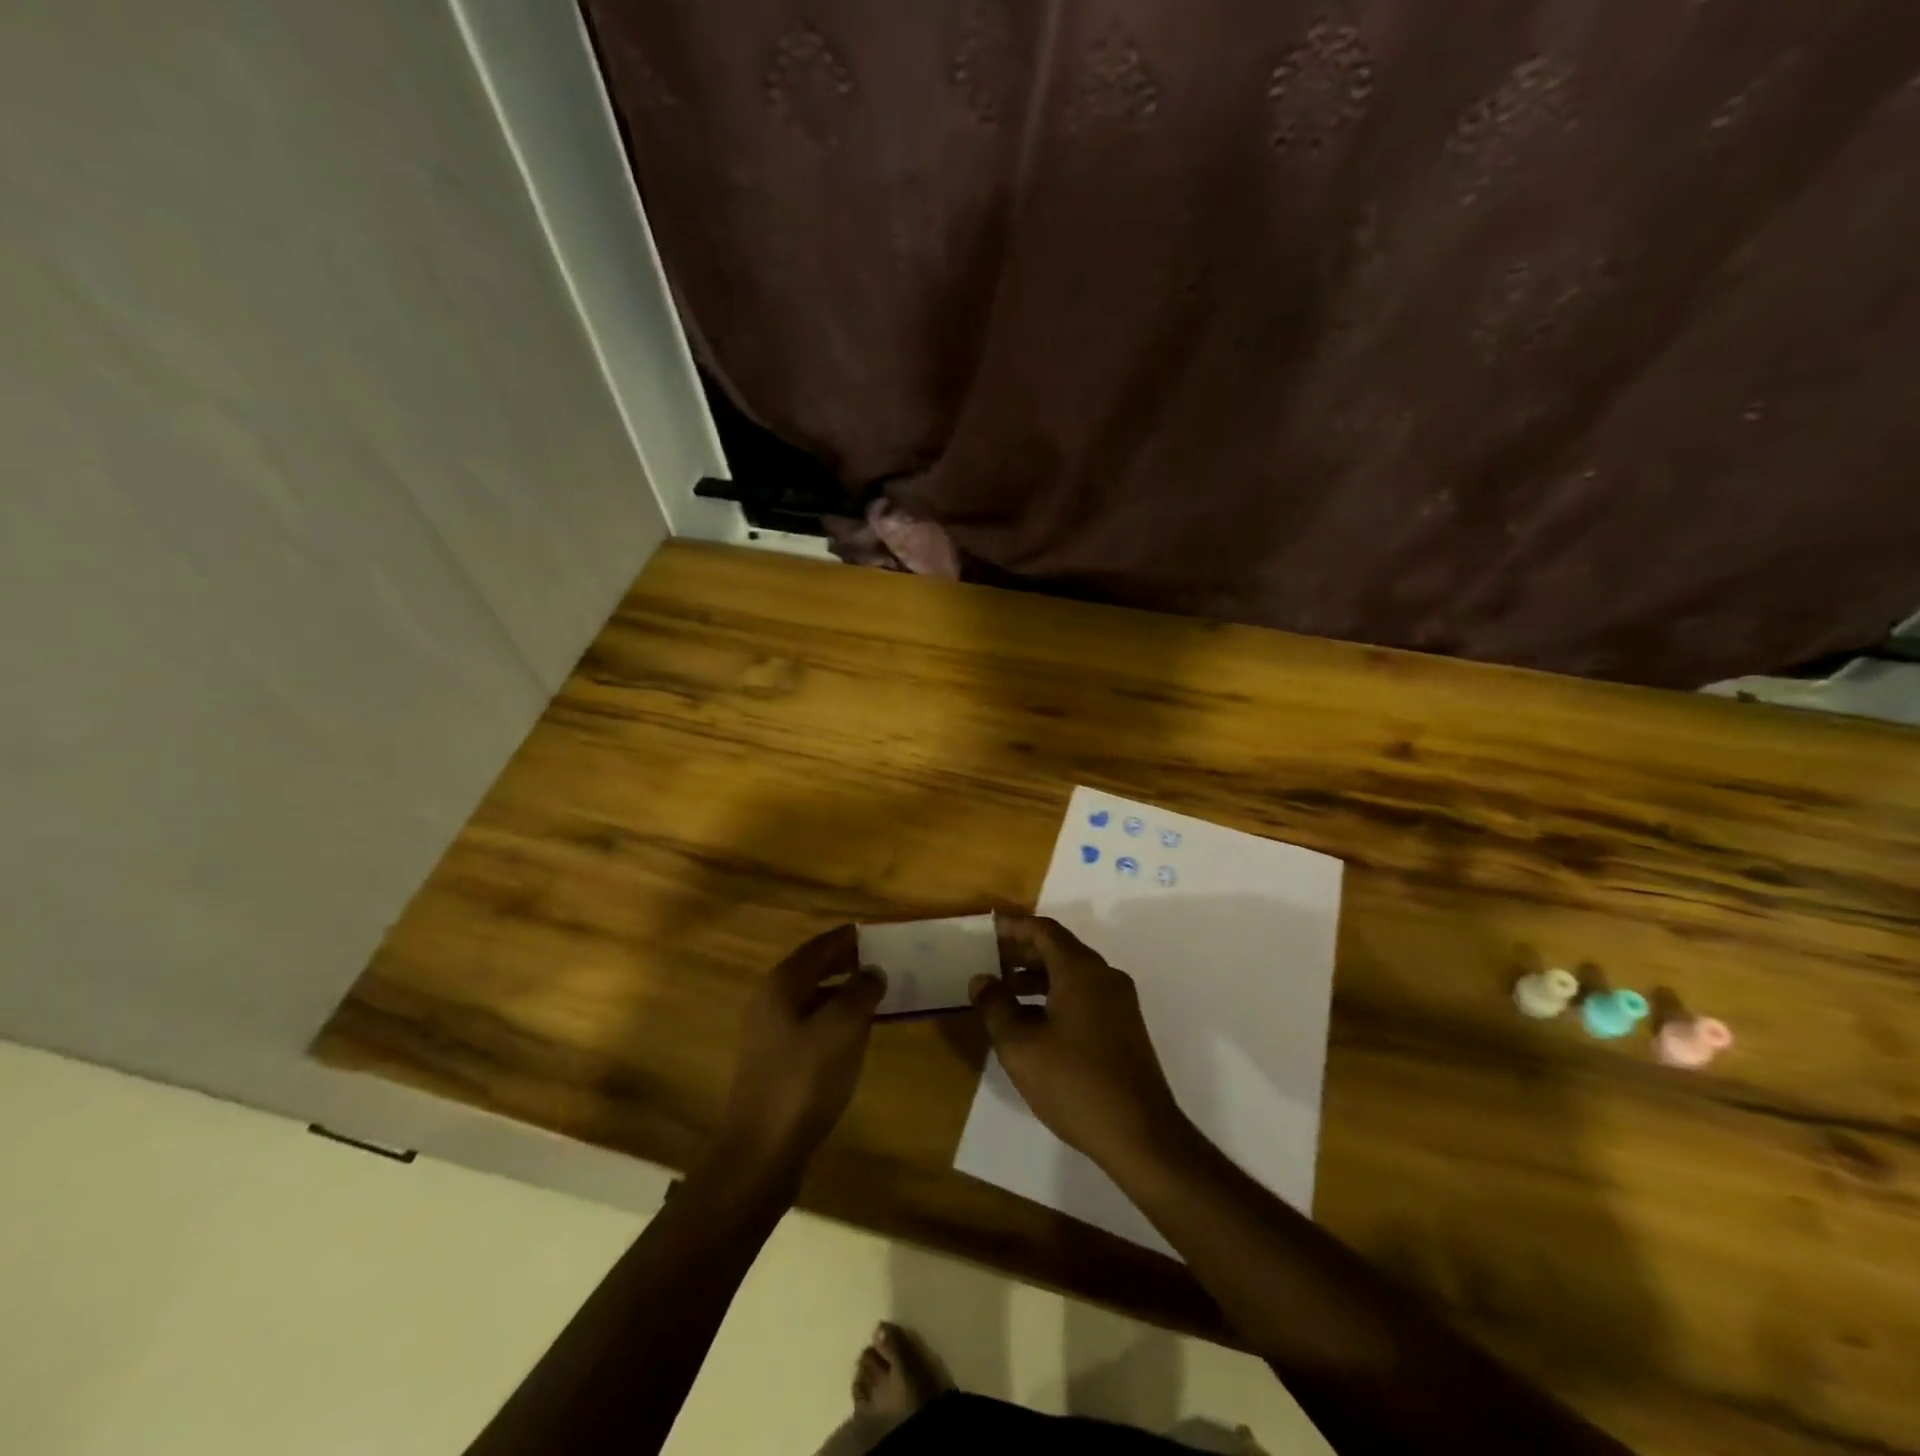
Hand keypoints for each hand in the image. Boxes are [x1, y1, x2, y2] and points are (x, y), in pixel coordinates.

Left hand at [714, 924, 884, 1180]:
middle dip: (848, 962)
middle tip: (885, 961)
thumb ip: (860, 991)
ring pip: (813, 997)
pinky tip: (857, 1033)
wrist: (762, 1152)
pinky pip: (811, 1024)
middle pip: (815, 968)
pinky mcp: (776, 1061)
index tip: (881, 933)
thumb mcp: (842, 1028)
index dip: (851, 937)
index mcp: (783, 983)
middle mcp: (771, 1000)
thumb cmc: (804, 1080)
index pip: (821, 945)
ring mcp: (770, 1032)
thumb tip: (873, 971)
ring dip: (844, 992)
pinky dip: (835, 1018)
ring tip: (878, 995)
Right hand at [969, 915, 1187, 1170]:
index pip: (1044, 931)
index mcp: (1081, 971)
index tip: (988, 929)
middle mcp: (1104, 977)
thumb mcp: (1021, 1047)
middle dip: (1023, 952)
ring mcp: (1119, 1002)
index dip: (1014, 927)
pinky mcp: (1124, 1027)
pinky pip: (1084, 995)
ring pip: (1072, 974)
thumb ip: (996, 1007)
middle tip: (990, 960)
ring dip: (1038, 977)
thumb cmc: (1075, 1083)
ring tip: (1004, 993)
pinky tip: (1032, 1022)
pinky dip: (1055, 996)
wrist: (1141, 1134)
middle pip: (1060, 949)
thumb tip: (980, 979)